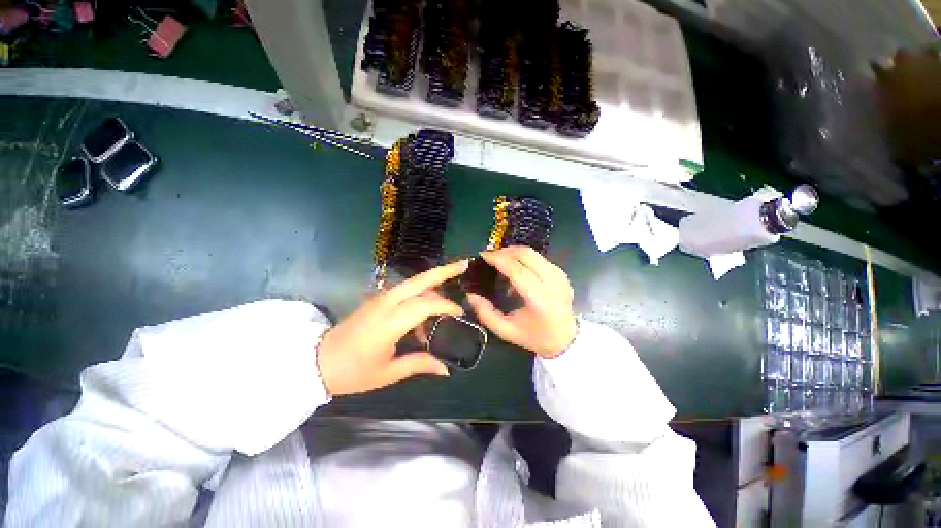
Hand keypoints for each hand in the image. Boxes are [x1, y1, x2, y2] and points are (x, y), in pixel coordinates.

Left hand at [317, 260, 468, 395]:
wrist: (317, 361)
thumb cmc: (353, 371)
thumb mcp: (387, 372)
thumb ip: (419, 364)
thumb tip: (446, 369)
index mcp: (388, 322)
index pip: (424, 305)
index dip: (445, 306)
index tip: (460, 313)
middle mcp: (385, 302)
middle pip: (419, 280)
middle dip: (444, 271)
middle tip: (464, 264)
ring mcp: (380, 298)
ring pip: (413, 282)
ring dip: (434, 283)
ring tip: (449, 296)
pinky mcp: (377, 299)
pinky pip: (405, 290)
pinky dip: (421, 293)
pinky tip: (426, 314)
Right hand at [467, 246, 576, 357]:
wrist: (566, 338)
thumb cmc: (534, 336)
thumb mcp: (506, 331)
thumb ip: (486, 314)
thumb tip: (471, 295)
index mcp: (540, 300)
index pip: (518, 271)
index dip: (499, 259)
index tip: (483, 256)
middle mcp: (553, 284)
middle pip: (527, 255)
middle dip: (505, 251)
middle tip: (489, 256)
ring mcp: (560, 276)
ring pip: (533, 253)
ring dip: (513, 252)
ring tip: (500, 260)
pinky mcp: (561, 273)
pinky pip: (539, 258)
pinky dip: (523, 258)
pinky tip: (515, 267)